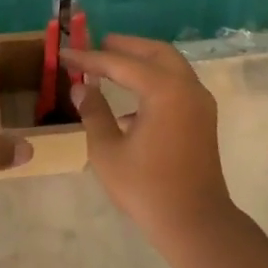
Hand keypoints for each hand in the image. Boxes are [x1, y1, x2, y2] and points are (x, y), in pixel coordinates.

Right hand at [62, 35, 236, 242]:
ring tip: (110, 67)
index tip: (65, 54)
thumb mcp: (108, 150)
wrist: (194, 222)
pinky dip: (154, 83)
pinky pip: (177, 86)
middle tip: (97, 45)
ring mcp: (200, 103)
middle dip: (125, 47)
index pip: (121, 63)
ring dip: (142, 63)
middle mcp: (188, 88)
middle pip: (155, 53)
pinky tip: (129, 105)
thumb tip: (82, 88)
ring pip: (170, 67)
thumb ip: (94, 113)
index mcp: (165, 91)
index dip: (90, 58)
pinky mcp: (202, 119)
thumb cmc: (146, 187)